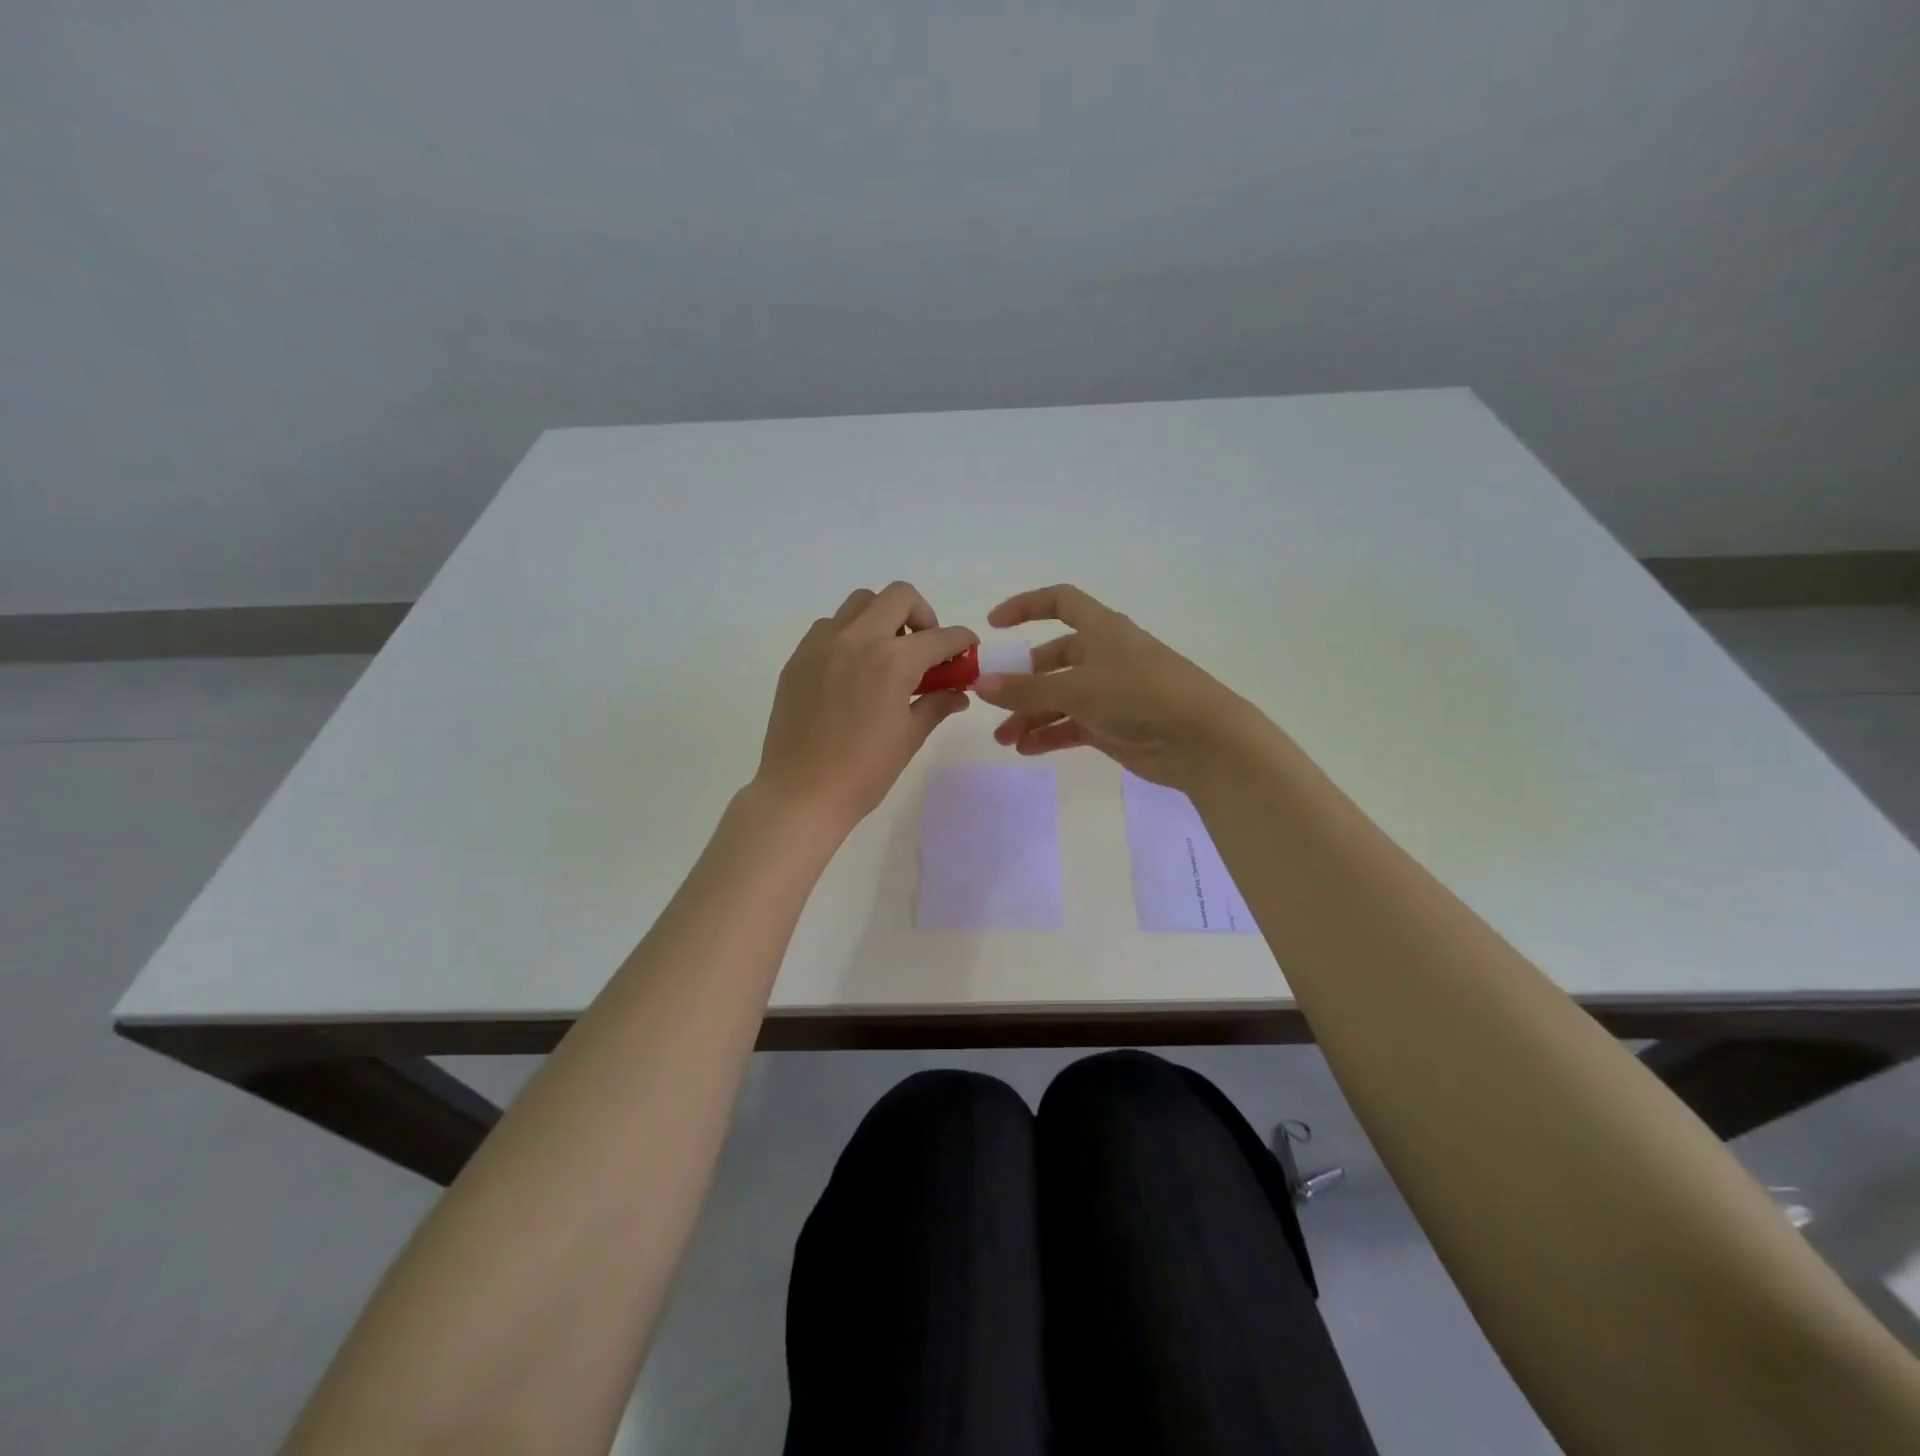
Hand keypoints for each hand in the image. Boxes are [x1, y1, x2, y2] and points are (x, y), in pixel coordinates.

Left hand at [752, 583, 975, 834]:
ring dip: (882, 619)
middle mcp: (857, 639)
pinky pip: (829, 627)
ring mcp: (822, 644)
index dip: (962, 641)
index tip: (967, 650)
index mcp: (892, 661)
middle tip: (924, 648)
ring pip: (860, 605)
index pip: (940, 636)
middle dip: (922, 615)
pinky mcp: (799, 657)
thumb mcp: (910, 737)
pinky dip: (849, 635)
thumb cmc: (864, 772)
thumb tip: (958, 692)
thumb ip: (937, 704)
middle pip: (898, 597)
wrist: (801, 794)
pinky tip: (852, 671)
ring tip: (886, 657)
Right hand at [980, 584, 1268, 791]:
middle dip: (1020, 682)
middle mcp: (1104, 656)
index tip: (993, 625)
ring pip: (1059, 697)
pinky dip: (1049, 735)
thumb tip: (980, 685)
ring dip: (1030, 715)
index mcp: (1102, 630)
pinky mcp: (1114, 725)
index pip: (1061, 602)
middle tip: (991, 702)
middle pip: (1052, 660)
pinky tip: (1026, 749)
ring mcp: (1110, 693)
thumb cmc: (1140, 695)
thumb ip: (1026, 689)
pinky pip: (1071, 725)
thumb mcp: (1077, 688)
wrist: (1200, 740)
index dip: (1026, 607)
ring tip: (1004, 739)